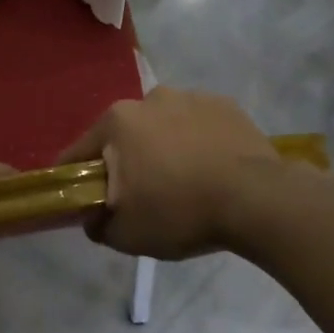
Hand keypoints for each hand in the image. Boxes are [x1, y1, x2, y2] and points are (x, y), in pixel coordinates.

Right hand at [57, 88, 285, 259]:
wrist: (257, 200)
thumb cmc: (180, 212)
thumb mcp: (125, 235)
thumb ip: (97, 224)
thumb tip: (94, 216)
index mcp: (117, 122)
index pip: (79, 153)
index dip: (76, 179)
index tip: (85, 200)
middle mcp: (150, 99)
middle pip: (124, 136)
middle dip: (126, 161)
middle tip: (142, 196)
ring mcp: (191, 97)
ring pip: (163, 127)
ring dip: (164, 148)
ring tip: (184, 182)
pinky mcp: (226, 105)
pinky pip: (199, 126)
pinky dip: (198, 143)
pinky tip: (211, 170)